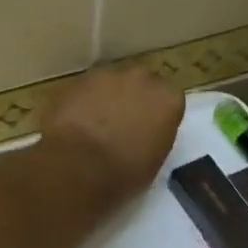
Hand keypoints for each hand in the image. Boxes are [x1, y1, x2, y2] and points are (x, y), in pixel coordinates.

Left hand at [40, 64, 184, 203]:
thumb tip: (145, 134)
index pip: (170, 98)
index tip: (150, 129)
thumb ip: (155, 136)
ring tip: (97, 123)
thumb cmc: (125, 172)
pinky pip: (87, 88)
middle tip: (124, 123)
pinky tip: (77, 122)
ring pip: (112, 82)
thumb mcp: (155, 160)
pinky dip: (85, 101)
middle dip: (135, 98)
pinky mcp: (78, 80)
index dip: (159, 113)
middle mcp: (142, 78)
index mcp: (169, 99)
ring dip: (109, 97)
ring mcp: (108, 75)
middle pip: (142, 82)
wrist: (79, 166)